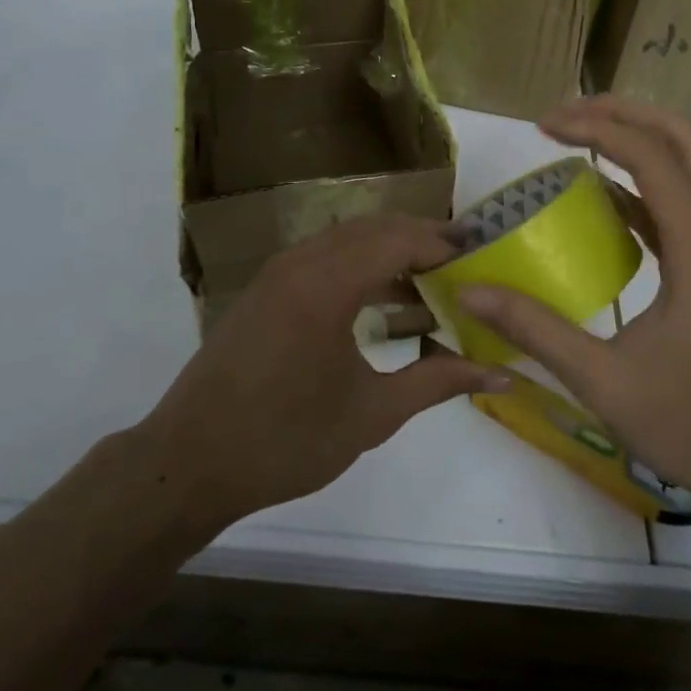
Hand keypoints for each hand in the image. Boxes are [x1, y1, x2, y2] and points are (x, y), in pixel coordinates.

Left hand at [141, 216, 508, 530]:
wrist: (189, 462)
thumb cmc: (285, 441)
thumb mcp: (371, 414)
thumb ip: (437, 383)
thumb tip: (501, 373)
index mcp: (327, 284)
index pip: (399, 240)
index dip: (443, 243)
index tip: (482, 256)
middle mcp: (301, 262)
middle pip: (374, 228)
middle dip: (421, 238)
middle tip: (464, 262)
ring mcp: (277, 272)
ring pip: (346, 238)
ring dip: (390, 248)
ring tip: (431, 278)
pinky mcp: (265, 288)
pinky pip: (323, 255)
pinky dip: (359, 262)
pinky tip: (381, 296)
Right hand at [459, 96, 690, 513]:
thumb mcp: (603, 382)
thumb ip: (534, 329)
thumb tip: (469, 290)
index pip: (650, 157)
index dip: (595, 129)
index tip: (542, 125)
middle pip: (684, 139)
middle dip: (625, 112)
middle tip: (566, 113)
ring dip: (639, 138)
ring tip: (580, 136)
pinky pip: (682, 201)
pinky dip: (644, 181)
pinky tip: (602, 197)